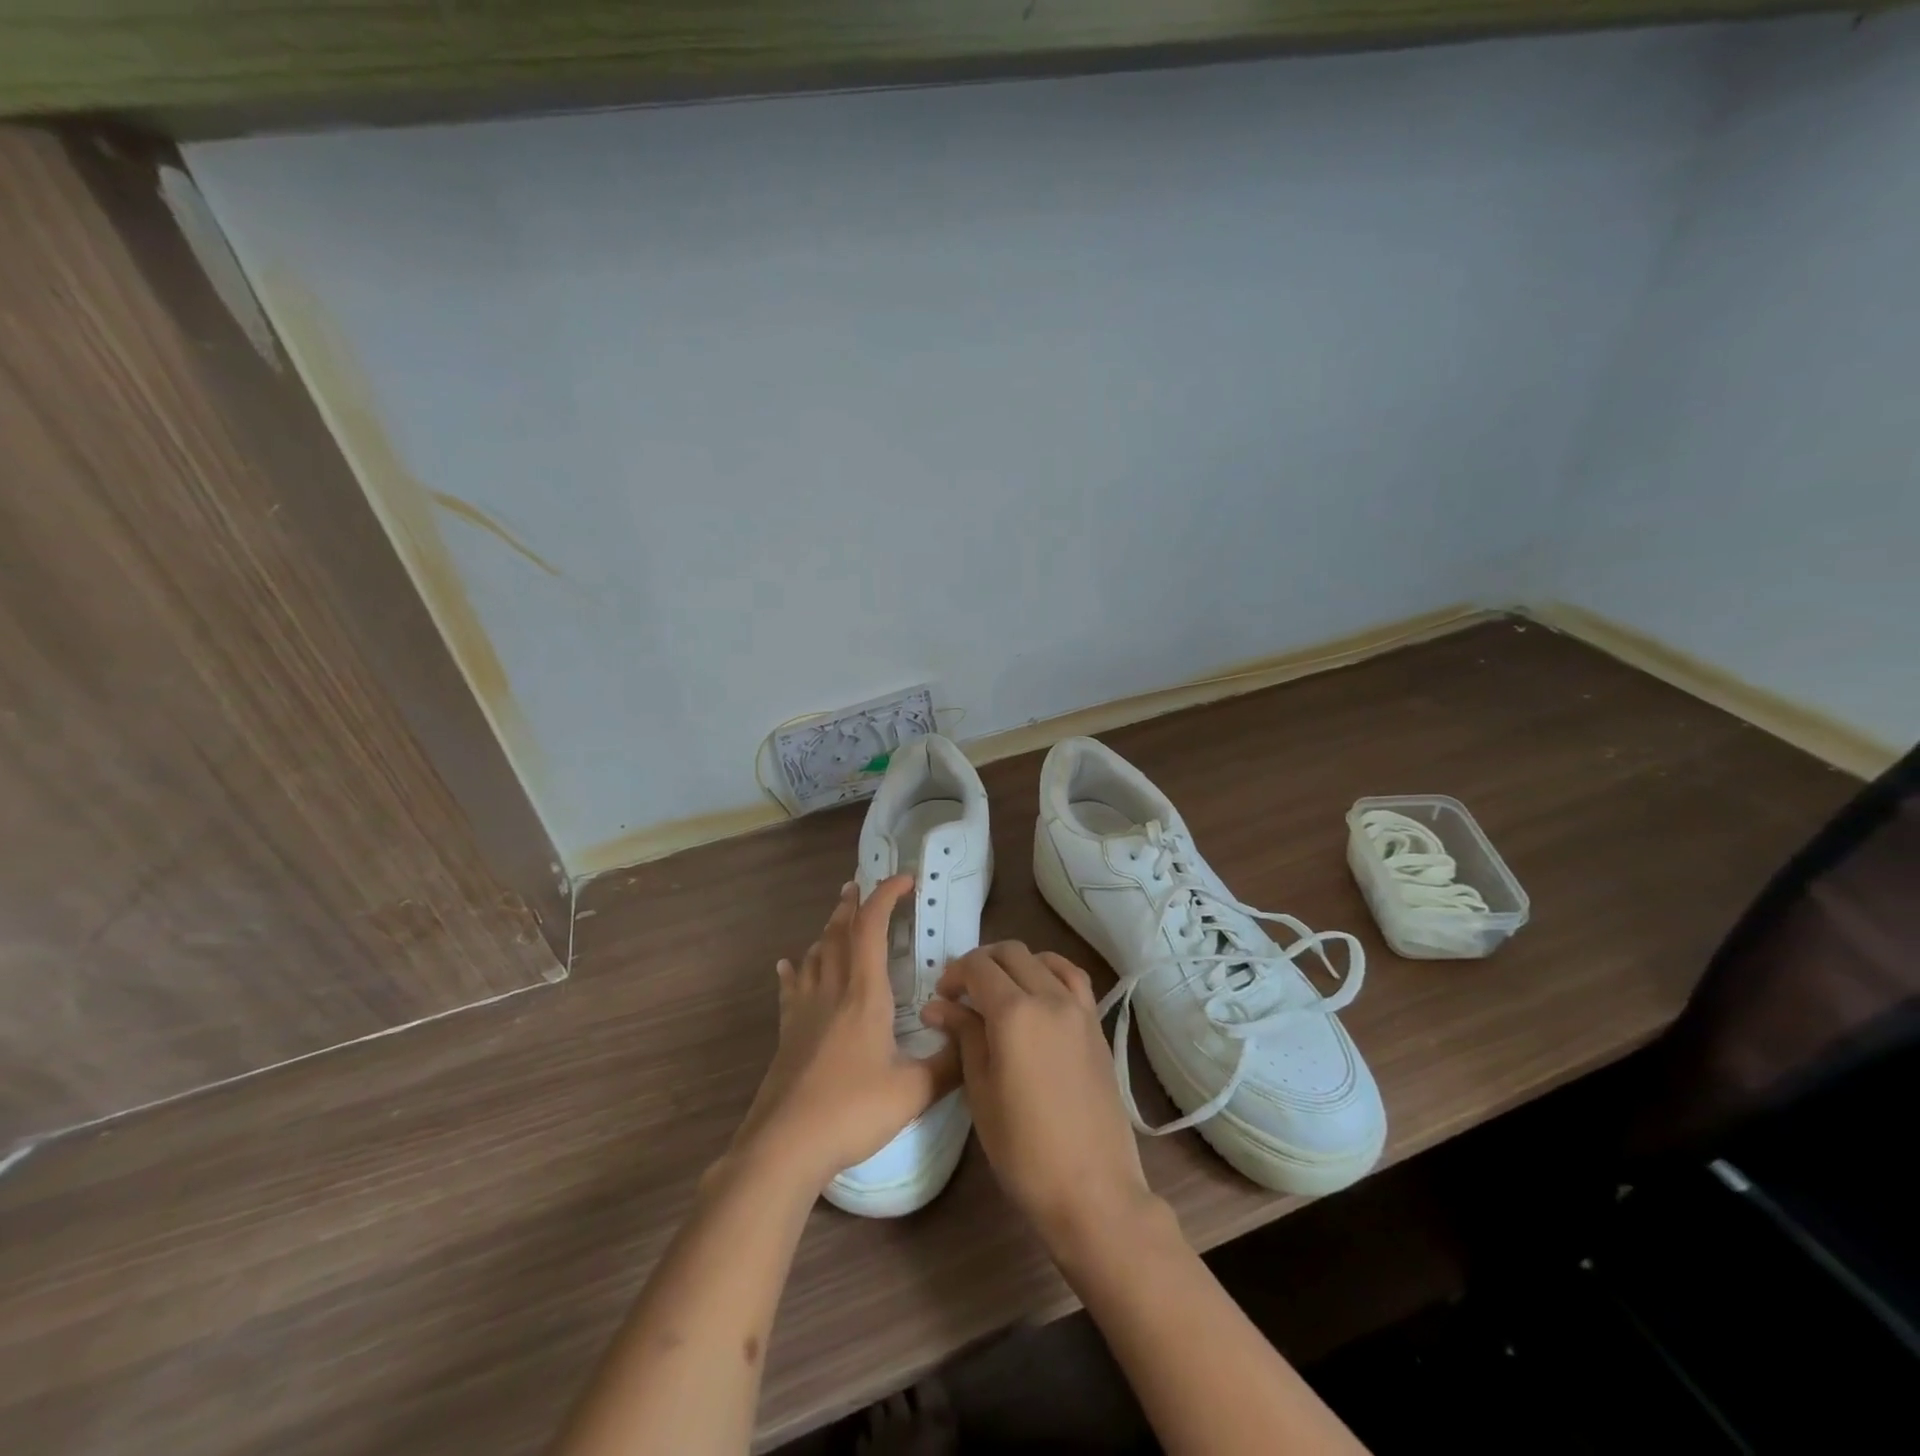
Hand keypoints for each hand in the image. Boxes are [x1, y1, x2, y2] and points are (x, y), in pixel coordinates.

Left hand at [729, 877, 958, 1192]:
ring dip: (828, 930)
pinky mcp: (788, 1034)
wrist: (784, 1145)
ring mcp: (805, 1010)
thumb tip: (976, 1041)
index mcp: (864, 993)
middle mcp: (832, 990)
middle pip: (839, 932)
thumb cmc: (851, 1111)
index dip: (886, 896)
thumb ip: (950, 1064)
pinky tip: (787, 965)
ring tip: (837, 918)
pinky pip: (791, 989)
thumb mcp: (913, 1091)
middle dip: (852, 905)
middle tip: (859, 885)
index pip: (872, 927)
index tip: (905, 880)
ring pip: (815, 955)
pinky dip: (793, 970)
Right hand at [921, 943, 1156, 1252]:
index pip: (978, 967)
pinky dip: (1050, 970)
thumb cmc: (1024, 1149)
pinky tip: (1038, 991)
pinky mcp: (1096, 1025)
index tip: (941, 998)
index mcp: (1014, 1013)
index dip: (954, 974)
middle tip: (962, 994)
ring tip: (998, 991)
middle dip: (980, 964)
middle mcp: (1049, 997)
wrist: (1092, 1188)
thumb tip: (939, 1006)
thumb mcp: (981, 1091)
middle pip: (1010, 953)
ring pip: (1041, 959)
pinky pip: (1072, 977)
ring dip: (1014, 963)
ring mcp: (1078, 1008)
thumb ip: (964, 1036)